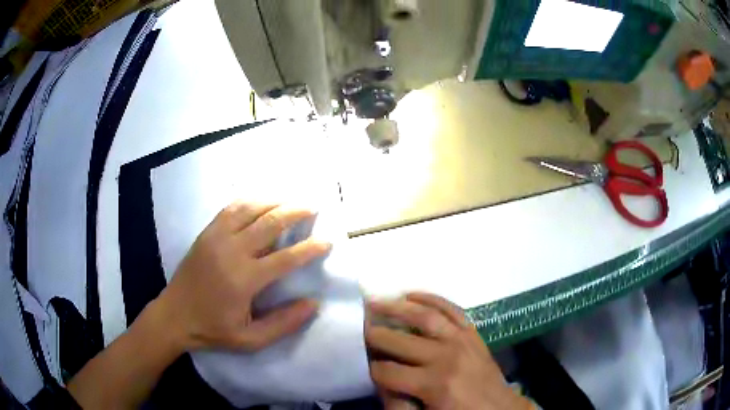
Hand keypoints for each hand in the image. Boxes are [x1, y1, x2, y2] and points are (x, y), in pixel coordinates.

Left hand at [159, 202, 330, 351]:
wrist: (174, 316)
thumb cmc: (213, 330)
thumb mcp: (251, 340)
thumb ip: (283, 323)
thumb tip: (313, 304)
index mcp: (244, 279)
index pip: (286, 258)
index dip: (310, 248)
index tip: (327, 241)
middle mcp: (232, 251)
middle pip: (270, 223)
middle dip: (296, 212)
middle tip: (313, 207)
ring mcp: (216, 237)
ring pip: (251, 208)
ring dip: (274, 201)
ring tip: (291, 200)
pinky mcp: (206, 233)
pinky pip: (231, 208)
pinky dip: (250, 200)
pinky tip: (261, 200)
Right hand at [366, 293, 530, 409]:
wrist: (501, 409)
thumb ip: (398, 404)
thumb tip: (379, 383)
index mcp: (433, 384)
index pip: (387, 372)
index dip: (369, 369)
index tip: (359, 363)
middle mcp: (446, 357)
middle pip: (400, 341)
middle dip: (374, 334)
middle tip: (356, 327)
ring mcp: (462, 340)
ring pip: (425, 316)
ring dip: (397, 307)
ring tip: (376, 302)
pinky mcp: (472, 332)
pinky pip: (451, 309)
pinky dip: (431, 298)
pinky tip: (412, 294)